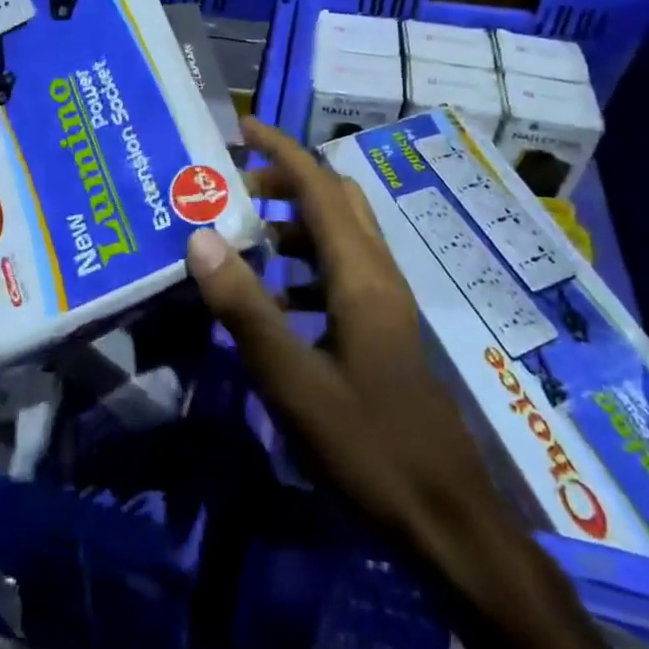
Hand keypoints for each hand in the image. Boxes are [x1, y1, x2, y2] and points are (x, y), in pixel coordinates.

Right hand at [185, 118, 492, 544]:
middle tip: (234, 189)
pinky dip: (304, 267)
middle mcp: (378, 276)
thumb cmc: (369, 446)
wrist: (447, 521)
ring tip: (242, 238)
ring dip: (293, 225)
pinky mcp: (383, 334)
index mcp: (360, 275)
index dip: (281, 150)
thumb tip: (201, 238)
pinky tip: (272, 303)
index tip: (241, 127)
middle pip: (335, 201)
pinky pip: (340, 275)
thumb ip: (245, 308)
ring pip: (339, 238)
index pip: (319, 187)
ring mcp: (385, 306)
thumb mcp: (294, 381)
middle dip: (285, 182)